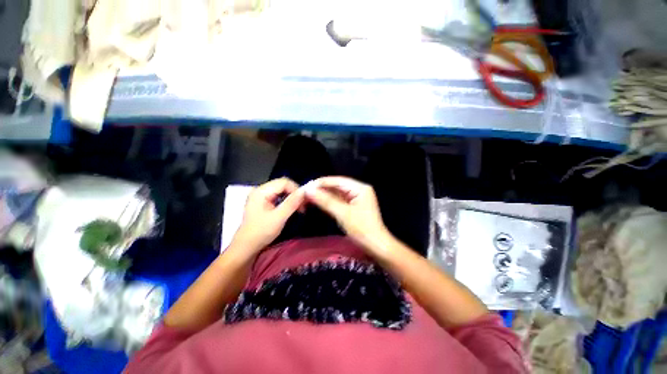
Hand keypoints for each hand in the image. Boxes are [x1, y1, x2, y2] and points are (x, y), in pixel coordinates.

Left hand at [232, 178, 304, 253]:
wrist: (246, 247)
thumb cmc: (261, 233)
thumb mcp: (278, 218)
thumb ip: (291, 203)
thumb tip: (304, 191)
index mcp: (261, 191)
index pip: (284, 182)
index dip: (296, 189)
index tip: (304, 201)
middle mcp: (260, 190)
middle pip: (283, 185)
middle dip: (295, 193)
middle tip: (303, 205)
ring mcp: (261, 196)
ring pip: (282, 190)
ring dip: (292, 197)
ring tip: (299, 208)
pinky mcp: (263, 202)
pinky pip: (278, 196)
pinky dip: (286, 201)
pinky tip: (290, 209)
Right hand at [304, 177, 391, 251]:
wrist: (376, 246)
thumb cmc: (362, 229)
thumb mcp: (343, 214)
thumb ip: (325, 200)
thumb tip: (308, 190)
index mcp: (360, 187)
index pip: (337, 180)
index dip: (321, 183)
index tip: (305, 187)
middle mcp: (358, 189)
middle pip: (336, 186)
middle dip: (321, 189)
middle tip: (304, 193)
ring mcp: (356, 198)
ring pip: (336, 193)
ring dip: (323, 196)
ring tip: (308, 198)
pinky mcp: (353, 206)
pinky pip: (339, 200)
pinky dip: (328, 202)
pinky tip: (318, 202)